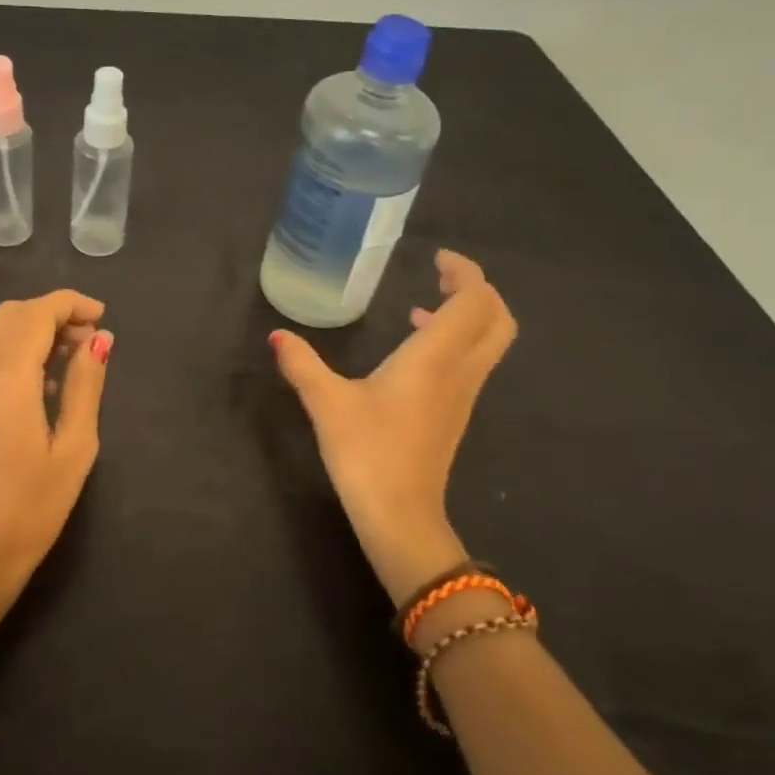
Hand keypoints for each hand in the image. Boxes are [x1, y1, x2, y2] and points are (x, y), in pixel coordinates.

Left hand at [0, 291, 113, 614]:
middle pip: (11, 315)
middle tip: (89, 340)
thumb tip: (99, 340)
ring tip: (67, 357)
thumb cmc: (32, 508)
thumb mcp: (74, 448)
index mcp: (7, 381)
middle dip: (52, 313)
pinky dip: (11, 348)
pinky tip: (37, 381)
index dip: (71, 304)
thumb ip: (85, 385)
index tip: (101, 317)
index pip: (36, 314)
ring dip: (30, 328)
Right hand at [269, 250, 515, 605]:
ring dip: (467, 316)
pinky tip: (414, 350)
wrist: (400, 516)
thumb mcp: (326, 403)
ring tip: (423, 306)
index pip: (474, 301)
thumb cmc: (367, 452)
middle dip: (477, 290)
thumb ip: (302, 364)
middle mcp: (460, 371)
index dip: (464, 272)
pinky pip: (472, 362)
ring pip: (489, 342)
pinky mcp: (455, 414)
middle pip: (497, 319)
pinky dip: (456, 341)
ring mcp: (463, 395)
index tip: (436, 258)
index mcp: (435, 358)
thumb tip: (277, 335)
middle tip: (441, 276)